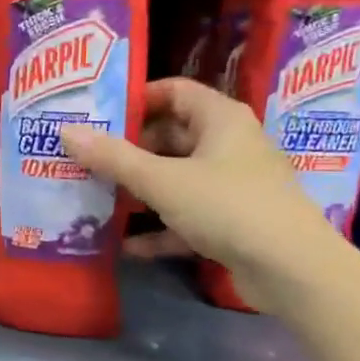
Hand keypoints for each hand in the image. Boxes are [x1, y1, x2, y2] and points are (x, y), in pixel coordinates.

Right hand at [58, 77, 340, 312]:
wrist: (292, 269)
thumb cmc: (227, 206)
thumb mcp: (162, 180)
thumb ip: (113, 158)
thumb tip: (67, 131)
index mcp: (220, 119)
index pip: (174, 91)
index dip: (137, 99)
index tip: (98, 116)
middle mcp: (229, 145)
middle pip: (171, 138)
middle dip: (129, 151)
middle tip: (87, 160)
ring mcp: (232, 186)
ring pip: (177, 180)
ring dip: (140, 192)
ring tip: (96, 199)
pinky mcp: (233, 223)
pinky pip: (187, 217)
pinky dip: (160, 229)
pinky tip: (126, 246)